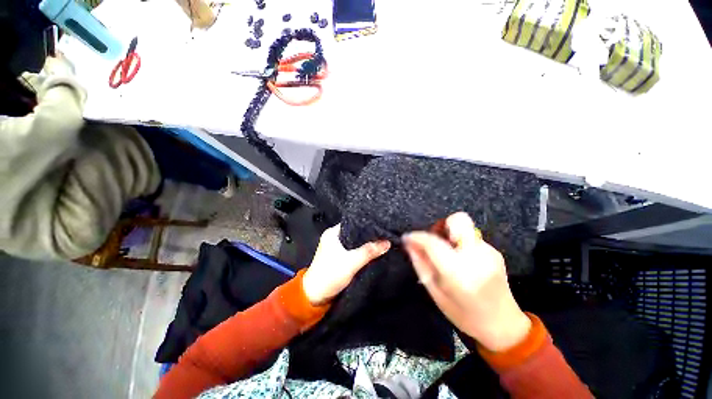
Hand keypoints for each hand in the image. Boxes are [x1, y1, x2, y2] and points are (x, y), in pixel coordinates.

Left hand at [302, 224, 390, 305]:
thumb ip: (369, 252)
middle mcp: (334, 237)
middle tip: (384, 234)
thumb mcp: (351, 262)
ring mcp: (336, 247)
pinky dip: (362, 250)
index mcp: (332, 233)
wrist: (316, 296)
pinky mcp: (340, 257)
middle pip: (355, 232)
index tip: (381, 225)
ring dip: (366, 243)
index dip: (367, 224)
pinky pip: (354, 250)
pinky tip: (373, 250)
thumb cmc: (330, 275)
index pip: (353, 223)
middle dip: (368, 235)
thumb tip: (387, 242)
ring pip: (355, 242)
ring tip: (382, 240)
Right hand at [403, 212, 530, 351]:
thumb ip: (421, 264)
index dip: (416, 236)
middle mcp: (476, 257)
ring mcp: (489, 252)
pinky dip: (459, 242)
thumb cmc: (464, 314)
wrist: (504, 325)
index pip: (433, 242)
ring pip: (464, 226)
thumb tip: (409, 243)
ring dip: (450, 234)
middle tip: (434, 240)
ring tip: (446, 252)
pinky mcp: (494, 251)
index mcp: (458, 273)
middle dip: (441, 226)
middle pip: (458, 220)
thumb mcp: (435, 292)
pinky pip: (470, 236)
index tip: (407, 238)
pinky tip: (459, 259)